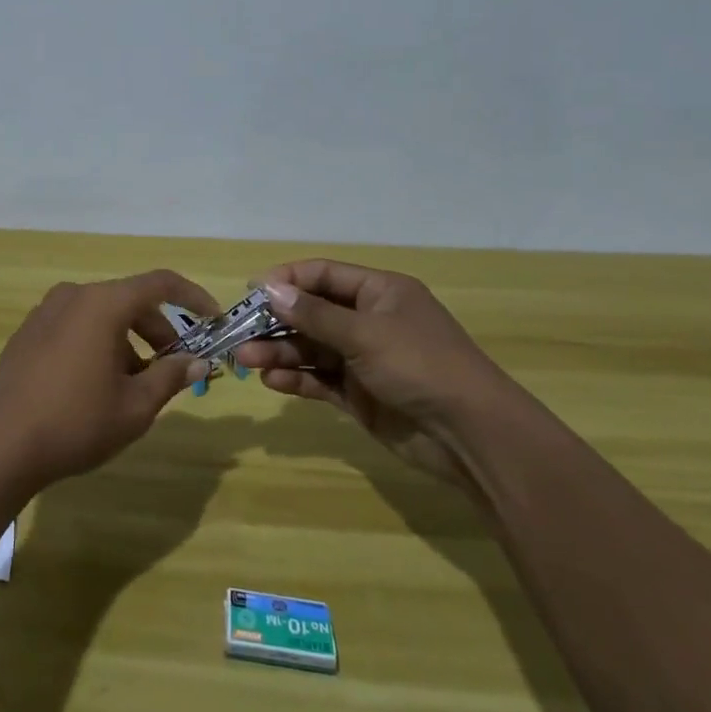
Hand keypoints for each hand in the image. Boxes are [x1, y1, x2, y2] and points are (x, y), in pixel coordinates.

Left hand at [0, 271, 218, 490]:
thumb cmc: (76, 421)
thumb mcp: (135, 406)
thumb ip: (171, 377)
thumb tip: (199, 361)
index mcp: (103, 303)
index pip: (160, 284)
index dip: (193, 297)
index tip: (214, 319)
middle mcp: (74, 295)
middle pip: (130, 301)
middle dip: (159, 331)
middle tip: (175, 368)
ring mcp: (46, 311)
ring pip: (102, 315)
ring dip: (128, 342)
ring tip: (134, 387)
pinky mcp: (28, 332)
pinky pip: (76, 326)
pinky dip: (99, 344)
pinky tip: (97, 386)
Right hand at [234, 259, 524, 491]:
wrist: (472, 436)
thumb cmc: (420, 366)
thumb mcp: (365, 333)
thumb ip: (314, 314)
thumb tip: (268, 289)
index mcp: (379, 292)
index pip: (323, 275)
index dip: (286, 280)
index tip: (250, 292)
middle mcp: (370, 321)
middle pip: (312, 313)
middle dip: (276, 322)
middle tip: (238, 333)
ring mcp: (364, 359)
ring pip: (311, 348)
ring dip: (279, 351)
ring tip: (245, 361)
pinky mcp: (361, 395)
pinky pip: (320, 380)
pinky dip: (296, 379)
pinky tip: (272, 381)